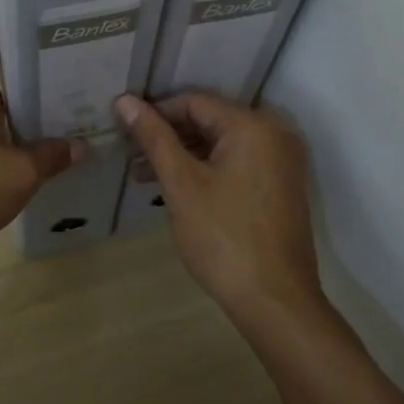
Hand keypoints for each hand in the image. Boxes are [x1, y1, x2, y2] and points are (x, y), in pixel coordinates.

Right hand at [114, 91, 321, 321]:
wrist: (276, 303)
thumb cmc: (223, 238)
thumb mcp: (181, 184)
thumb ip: (153, 138)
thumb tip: (125, 100)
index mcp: (252, 126)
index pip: (194, 101)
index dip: (155, 113)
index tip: (123, 130)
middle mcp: (273, 134)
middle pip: (208, 120)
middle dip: (167, 136)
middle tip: (129, 156)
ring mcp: (280, 162)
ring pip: (221, 143)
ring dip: (183, 155)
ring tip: (143, 176)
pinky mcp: (279, 186)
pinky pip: (236, 162)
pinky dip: (205, 169)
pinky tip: (176, 188)